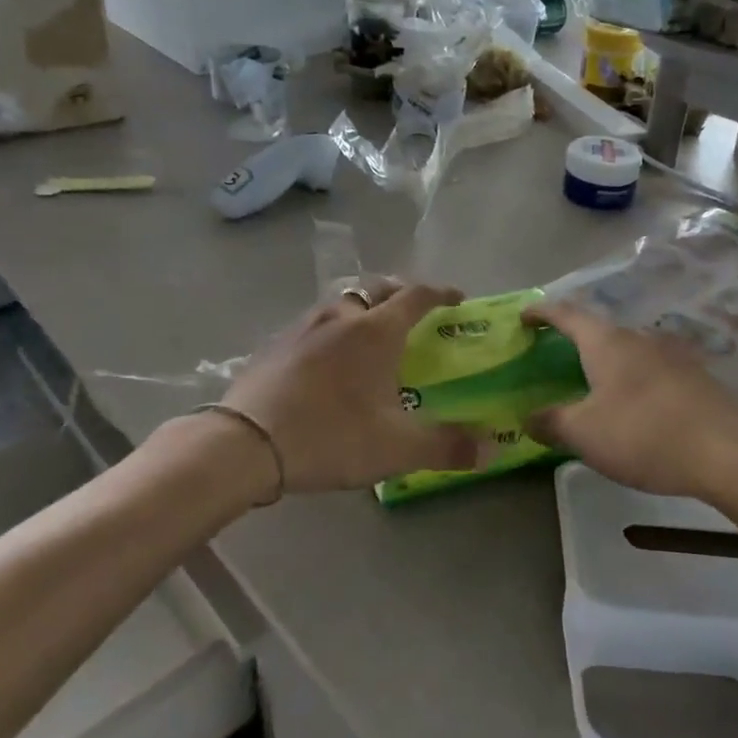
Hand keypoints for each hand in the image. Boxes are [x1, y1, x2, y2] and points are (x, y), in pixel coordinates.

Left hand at [218, 280, 479, 496]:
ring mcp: (302, 326)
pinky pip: (314, 323)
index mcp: (375, 331)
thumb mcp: (396, 448)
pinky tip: (326, 358)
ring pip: (341, 302)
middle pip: (376, 289)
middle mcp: (340, 316)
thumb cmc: (330, 436)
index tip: (458, 299)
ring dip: (362, 308)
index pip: (416, 297)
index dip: (441, 294)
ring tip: (369, 333)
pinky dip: (332, 329)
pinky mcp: (274, 344)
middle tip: (414, 312)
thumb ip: (447, 446)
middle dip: (400, 294)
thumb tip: (492, 448)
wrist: (245, 442)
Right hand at [524, 301, 737, 501]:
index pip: (566, 313)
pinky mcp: (695, 376)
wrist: (728, 451)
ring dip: (607, 360)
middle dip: (575, 338)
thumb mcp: (585, 434)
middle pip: (599, 329)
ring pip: (628, 349)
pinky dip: (632, 378)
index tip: (524, 315)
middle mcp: (638, 338)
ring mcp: (671, 354)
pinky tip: (634, 404)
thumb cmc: (644, 434)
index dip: (542, 311)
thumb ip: (551, 422)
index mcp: (606, 342)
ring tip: (593, 382)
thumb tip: (527, 418)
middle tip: (555, 354)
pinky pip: (651, 369)